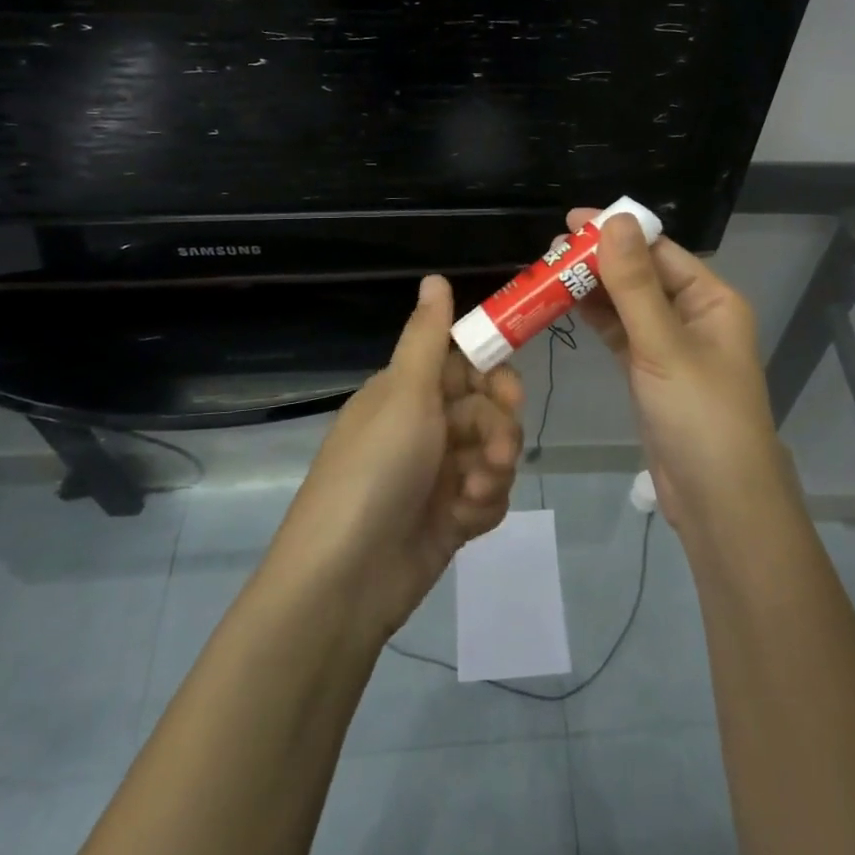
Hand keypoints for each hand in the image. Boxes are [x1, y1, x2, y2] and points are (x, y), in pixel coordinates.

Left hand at [271, 275, 524, 638]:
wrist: (347, 578)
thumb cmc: (375, 470)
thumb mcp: (404, 394)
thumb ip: (428, 336)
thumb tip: (434, 276)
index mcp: (407, 393)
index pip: (466, 366)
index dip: (493, 375)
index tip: (508, 390)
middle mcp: (423, 428)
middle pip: (488, 410)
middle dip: (499, 428)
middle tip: (496, 449)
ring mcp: (437, 474)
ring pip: (494, 453)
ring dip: (493, 469)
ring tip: (473, 491)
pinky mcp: (450, 517)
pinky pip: (488, 495)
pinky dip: (483, 504)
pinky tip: (464, 520)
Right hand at [565, 208, 791, 529]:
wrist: (718, 500)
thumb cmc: (699, 415)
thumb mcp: (663, 345)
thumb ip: (635, 284)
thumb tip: (615, 219)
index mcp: (712, 300)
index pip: (659, 250)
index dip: (616, 232)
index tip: (570, 222)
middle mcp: (695, 316)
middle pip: (642, 275)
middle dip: (598, 261)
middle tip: (548, 253)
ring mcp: (672, 346)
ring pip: (628, 305)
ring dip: (592, 290)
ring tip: (546, 274)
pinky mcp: (652, 373)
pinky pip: (622, 334)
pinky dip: (597, 320)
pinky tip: (565, 307)